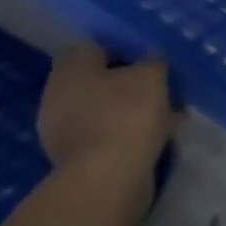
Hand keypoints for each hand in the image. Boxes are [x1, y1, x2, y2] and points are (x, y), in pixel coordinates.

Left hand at [37, 44, 175, 181]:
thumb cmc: (126, 113)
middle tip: (160, 86)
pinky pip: (107, 134)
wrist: (106, 179)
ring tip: (168, 113)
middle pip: (97, 80)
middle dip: (128, 82)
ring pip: (104, 109)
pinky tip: (157, 136)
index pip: (91, 47)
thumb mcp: (151, 75)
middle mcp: (57, 97)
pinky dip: (128, 132)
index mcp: (69, 70)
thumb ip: (152, 61)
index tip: (148, 59)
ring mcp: (62, 131)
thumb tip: (149, 59)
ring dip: (131, 109)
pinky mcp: (75, 158)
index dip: (120, 49)